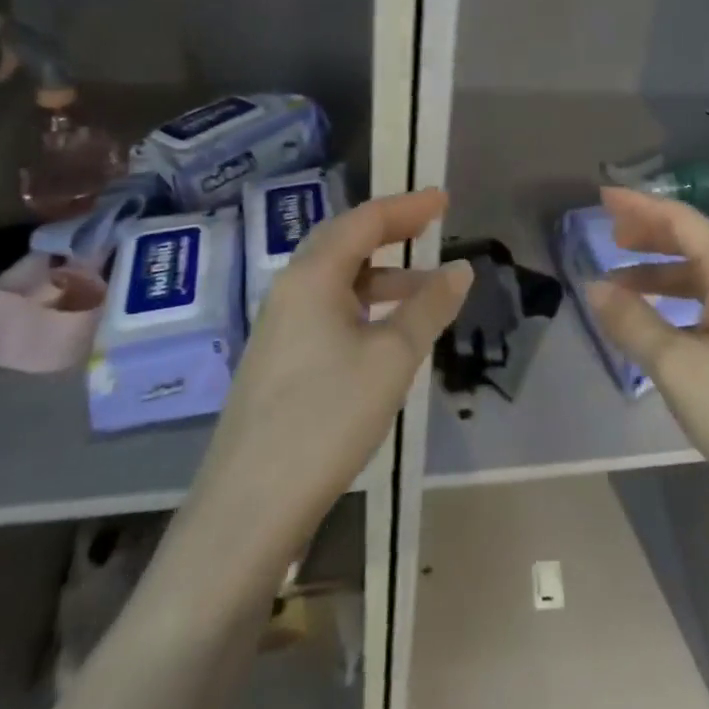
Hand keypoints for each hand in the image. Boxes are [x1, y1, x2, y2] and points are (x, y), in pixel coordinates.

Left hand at [173, 190, 470, 580]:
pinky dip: (364, 303)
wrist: (247, 510)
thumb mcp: (392, 358)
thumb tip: (461, 269)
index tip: (443, 199)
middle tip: (432, 224)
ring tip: (426, 287)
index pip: (365, 221)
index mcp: (312, 277)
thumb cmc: (326, 418)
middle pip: (345, 242)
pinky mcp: (278, 360)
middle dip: (391, 230)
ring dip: (382, 273)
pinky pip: (327, 309)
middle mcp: (290, 291)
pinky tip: (387, 331)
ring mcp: (279, 327)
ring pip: (336, 279)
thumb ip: (429, 307)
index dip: (407, 207)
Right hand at [586, 187, 708, 516]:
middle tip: (611, 235)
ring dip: (662, 272)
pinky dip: (679, 302)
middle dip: (652, 234)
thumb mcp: (678, 367)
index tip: (604, 198)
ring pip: (704, 277)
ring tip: (622, 284)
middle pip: (697, 242)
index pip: (684, 222)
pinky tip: (660, 323)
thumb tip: (595, 286)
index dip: (642, 206)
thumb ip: (634, 323)